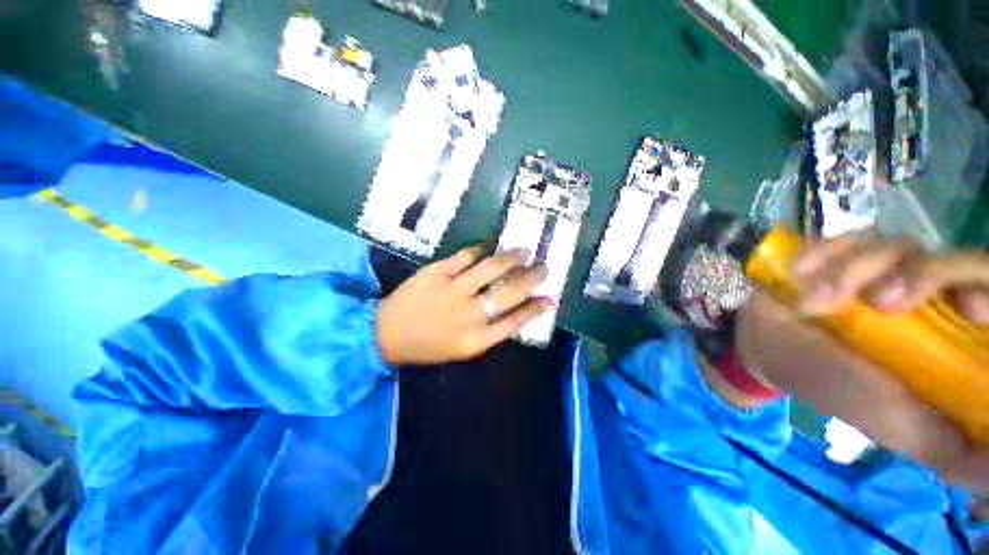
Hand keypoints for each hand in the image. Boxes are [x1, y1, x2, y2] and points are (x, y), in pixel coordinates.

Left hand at [376, 246, 552, 365]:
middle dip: (531, 278)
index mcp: (476, 340)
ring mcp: (453, 291)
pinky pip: (465, 257)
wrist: (385, 333)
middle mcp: (469, 314)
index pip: (515, 321)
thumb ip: (488, 332)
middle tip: (543, 267)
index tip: (550, 298)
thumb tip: (512, 310)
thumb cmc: (426, 346)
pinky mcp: (437, 273)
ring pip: (491, 268)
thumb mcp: (461, 349)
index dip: (535, 308)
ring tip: (523, 251)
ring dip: (511, 258)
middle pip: (509, 292)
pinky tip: (491, 245)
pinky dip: (481, 249)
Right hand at [736, 236, 988, 492]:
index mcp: (951, 334)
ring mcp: (883, 269)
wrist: (765, 345)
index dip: (984, 287)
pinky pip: (849, 236)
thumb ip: (951, 448)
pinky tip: (800, 273)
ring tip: (812, 300)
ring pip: (897, 246)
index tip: (968, 307)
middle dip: (915, 275)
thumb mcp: (898, 426)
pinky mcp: (843, 252)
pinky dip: (823, 252)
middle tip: (878, 301)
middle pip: (952, 259)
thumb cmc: (834, 386)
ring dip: (852, 271)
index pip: (988, 291)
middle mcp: (927, 295)